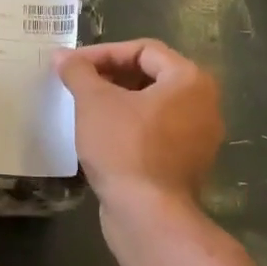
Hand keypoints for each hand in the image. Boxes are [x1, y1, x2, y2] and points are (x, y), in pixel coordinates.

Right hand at [56, 39, 222, 209]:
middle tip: (77, 83)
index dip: (103, 53)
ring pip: (153, 105)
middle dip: (111, 75)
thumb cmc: (124, 148)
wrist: (148, 215)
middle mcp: (204, 103)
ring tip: (85, 107)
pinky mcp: (187, 163)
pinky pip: (157, 131)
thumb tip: (62, 56)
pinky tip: (101, 135)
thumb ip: (78, 72)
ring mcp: (199, 136)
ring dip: (118, 101)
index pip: (143, 50)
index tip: (72, 65)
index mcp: (190, 80)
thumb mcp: (94, 102)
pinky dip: (130, 126)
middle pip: (151, 75)